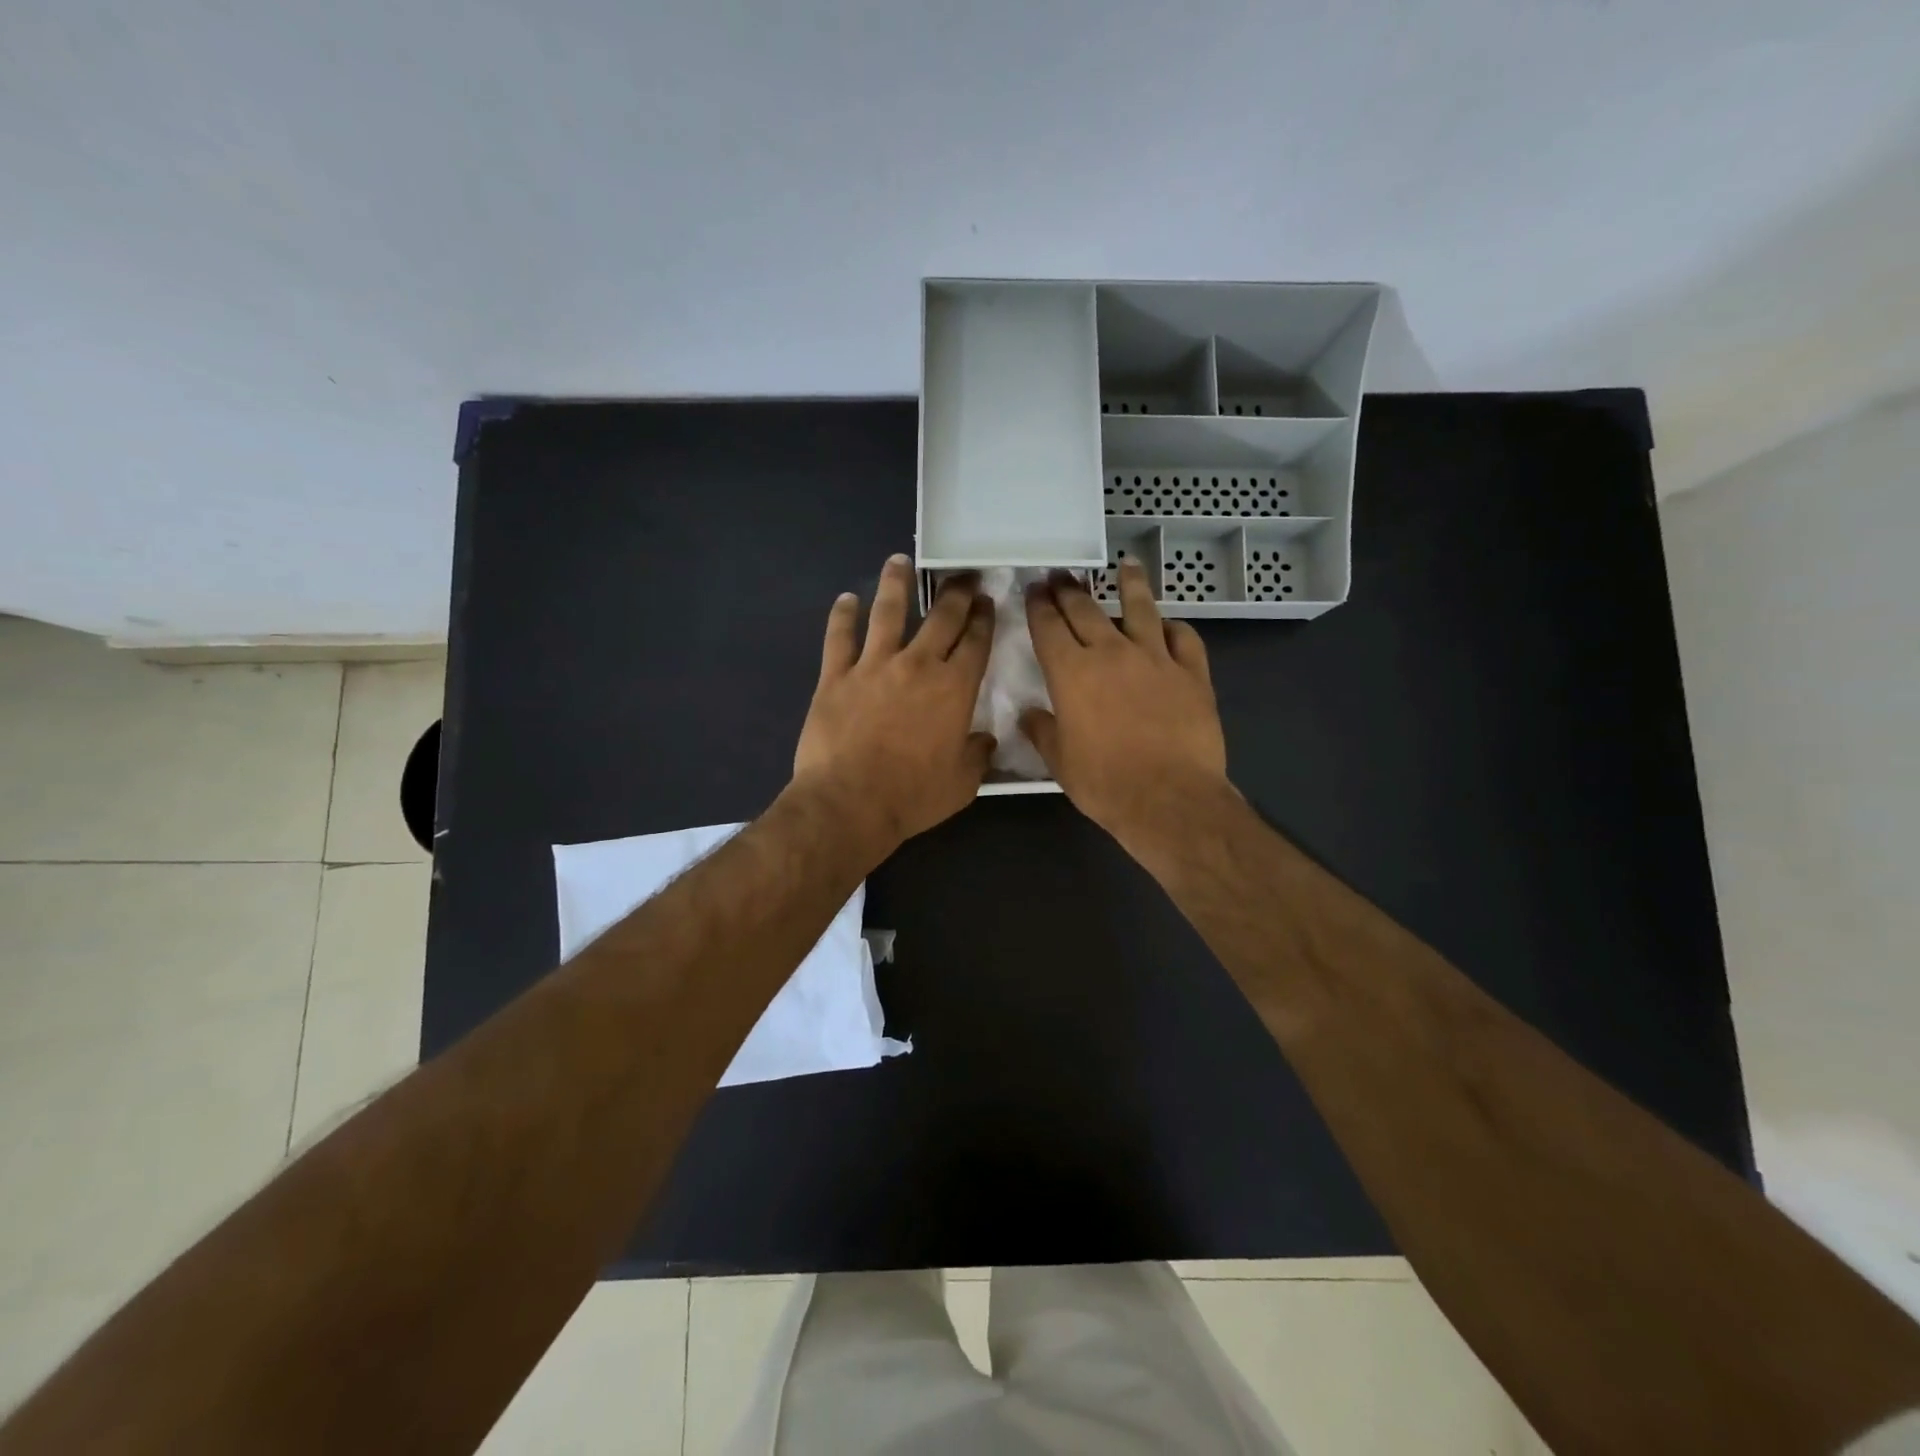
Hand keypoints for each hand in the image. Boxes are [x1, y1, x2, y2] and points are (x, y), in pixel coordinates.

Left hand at [790, 555, 995, 861]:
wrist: (849, 803)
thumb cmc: (912, 796)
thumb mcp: (962, 784)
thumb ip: (977, 756)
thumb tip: (985, 740)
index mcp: (954, 689)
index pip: (975, 642)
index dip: (984, 619)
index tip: (987, 603)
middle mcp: (917, 665)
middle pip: (941, 618)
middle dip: (956, 593)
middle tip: (962, 576)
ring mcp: (873, 666)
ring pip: (888, 612)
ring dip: (896, 583)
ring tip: (899, 561)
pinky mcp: (835, 676)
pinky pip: (839, 637)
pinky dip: (842, 615)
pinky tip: (846, 599)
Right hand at [1022, 560, 1229, 849]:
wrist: (1170, 798)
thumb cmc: (1105, 783)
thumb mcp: (1060, 762)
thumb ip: (1042, 731)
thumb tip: (1030, 714)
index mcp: (1072, 673)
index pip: (1049, 626)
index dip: (1039, 606)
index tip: (1034, 590)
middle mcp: (1112, 653)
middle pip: (1086, 609)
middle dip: (1069, 589)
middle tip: (1061, 575)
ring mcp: (1156, 659)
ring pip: (1141, 609)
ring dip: (1131, 585)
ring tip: (1127, 566)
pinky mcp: (1192, 673)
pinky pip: (1184, 638)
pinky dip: (1174, 628)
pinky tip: (1169, 625)